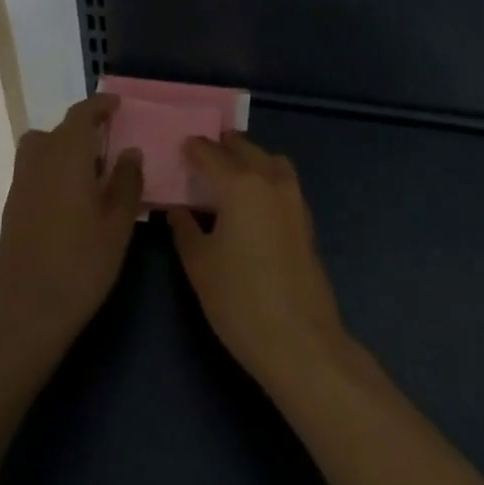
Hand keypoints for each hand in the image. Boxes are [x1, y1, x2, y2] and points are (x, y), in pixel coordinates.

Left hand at [0, 94, 142, 355]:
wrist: (27, 312)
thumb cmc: (81, 265)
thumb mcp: (118, 224)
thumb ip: (126, 182)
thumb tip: (129, 151)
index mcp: (66, 159)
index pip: (80, 116)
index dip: (98, 105)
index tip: (117, 104)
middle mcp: (37, 164)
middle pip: (55, 131)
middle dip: (80, 128)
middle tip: (108, 141)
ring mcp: (20, 187)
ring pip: (38, 150)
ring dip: (62, 148)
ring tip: (90, 171)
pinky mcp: (12, 210)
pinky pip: (33, 172)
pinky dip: (51, 170)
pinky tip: (73, 199)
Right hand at [169, 133, 347, 387]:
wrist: (298, 339)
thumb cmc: (239, 300)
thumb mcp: (199, 264)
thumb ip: (185, 229)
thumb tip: (177, 209)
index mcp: (240, 184)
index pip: (211, 153)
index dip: (194, 147)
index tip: (180, 145)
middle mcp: (270, 180)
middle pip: (245, 149)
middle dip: (224, 146)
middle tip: (202, 152)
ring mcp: (294, 198)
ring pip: (271, 161)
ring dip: (251, 157)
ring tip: (230, 170)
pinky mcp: (306, 219)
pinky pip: (283, 181)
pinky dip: (267, 176)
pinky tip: (253, 199)